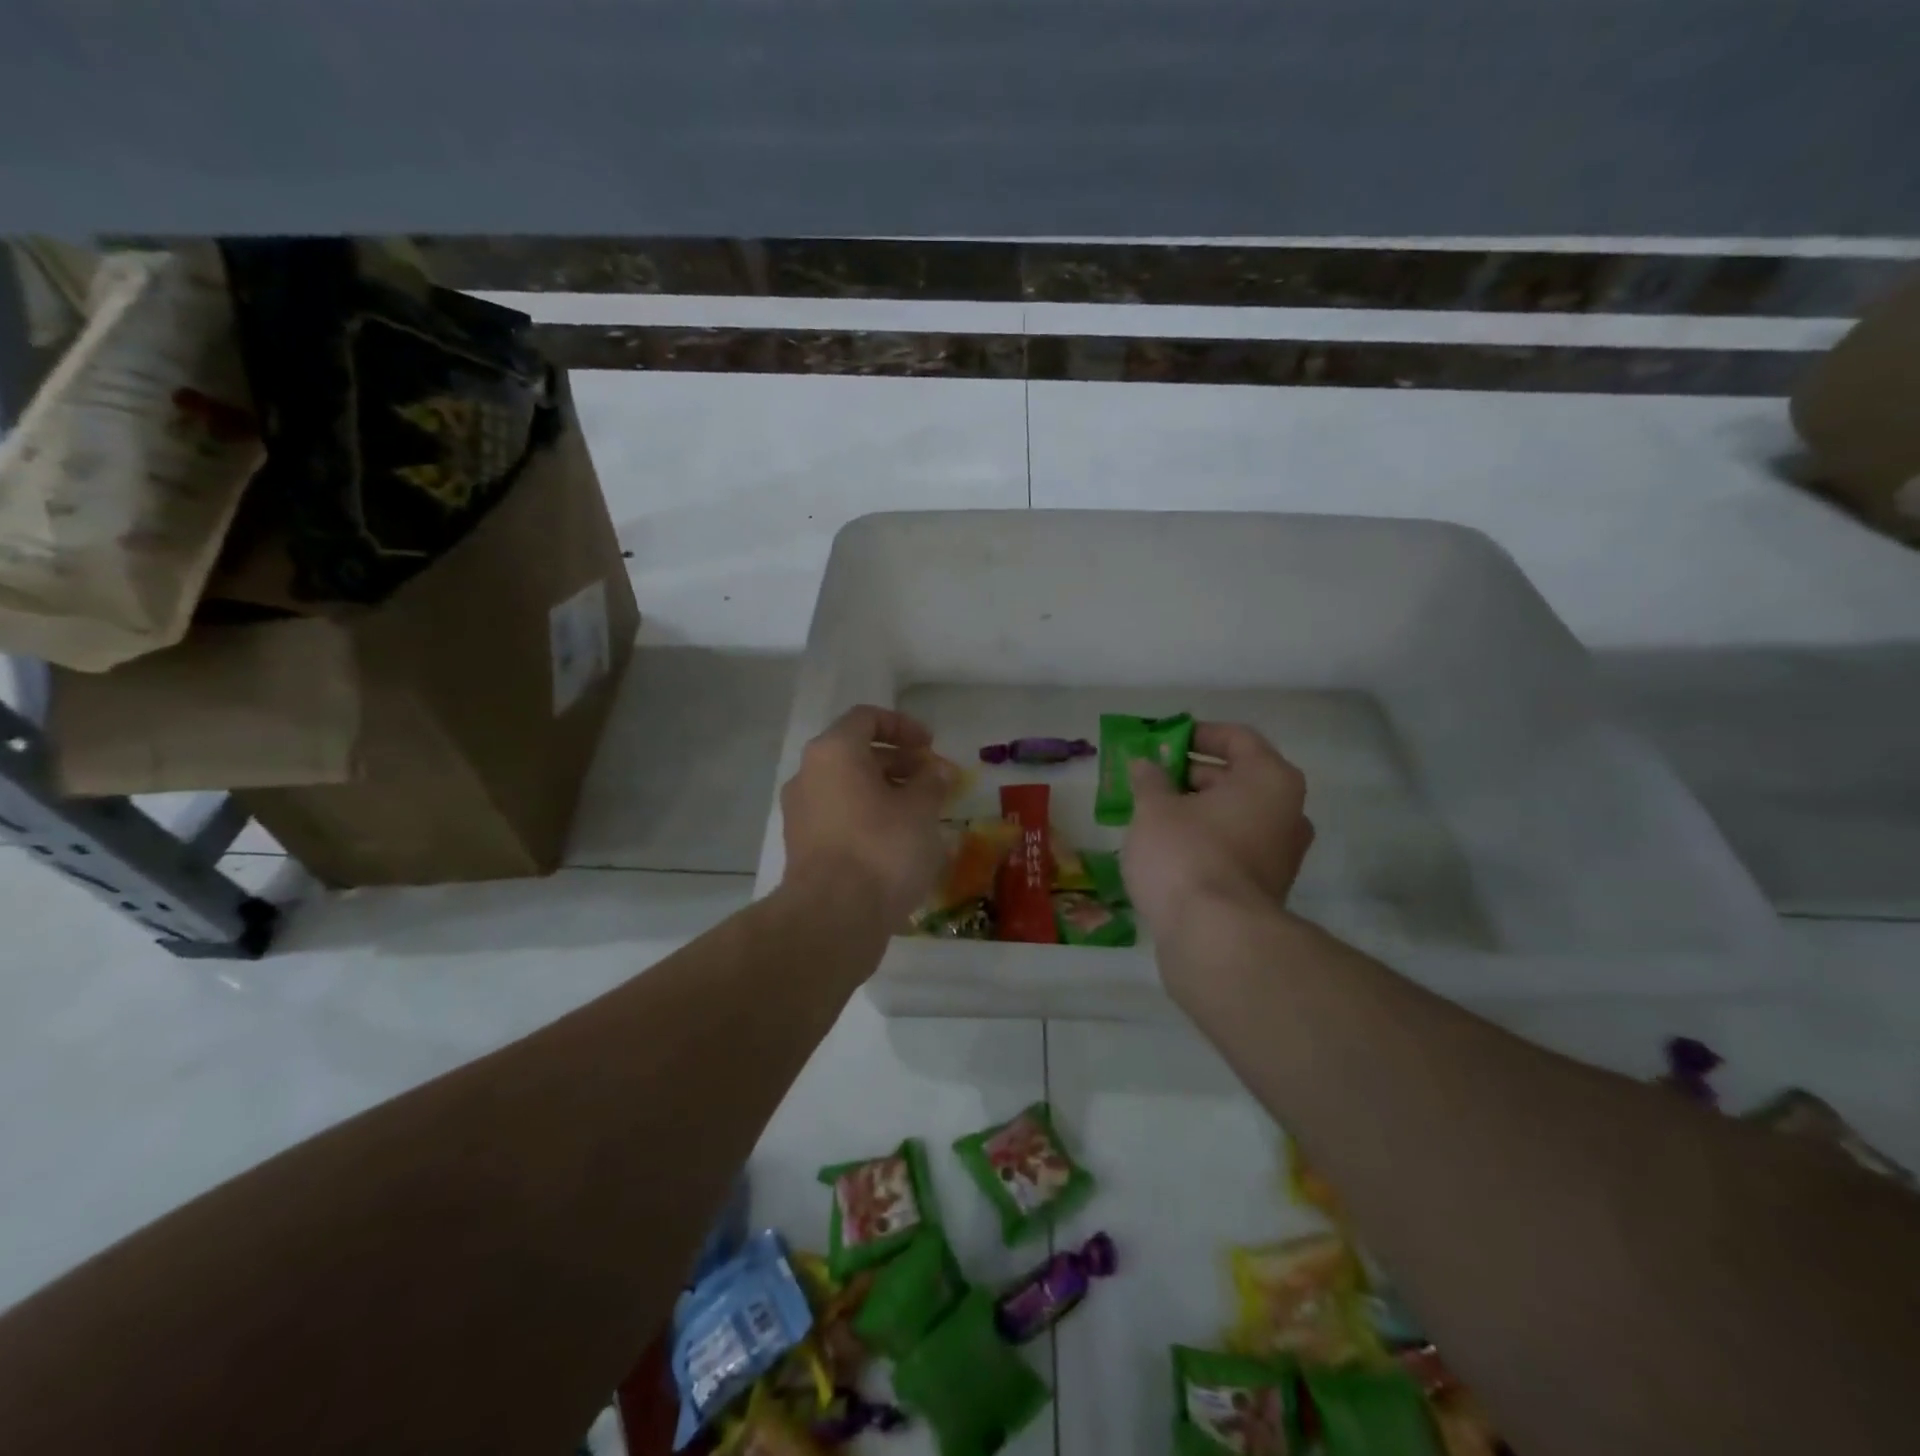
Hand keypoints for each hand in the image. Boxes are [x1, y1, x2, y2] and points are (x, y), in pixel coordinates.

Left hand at [780, 705, 954, 928]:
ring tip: (922, 813)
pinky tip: (898, 841)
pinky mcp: (803, 846)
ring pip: (849, 788)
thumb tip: (939, 770)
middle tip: (933, 781)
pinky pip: (840, 816)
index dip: (903, 726)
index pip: (867, 719)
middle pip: (857, 753)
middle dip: (899, 763)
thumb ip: (932, 782)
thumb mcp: (921, 810)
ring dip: (886, 792)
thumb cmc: (882, 848)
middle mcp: (809, 774)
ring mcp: (801, 812)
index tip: (931, 746)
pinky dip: (869, 817)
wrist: (833, 917)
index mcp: (834, 752)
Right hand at [1121, 722, 1313, 944]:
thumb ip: (1149, 780)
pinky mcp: (1267, 887)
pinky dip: (1205, 840)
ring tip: (1152, 814)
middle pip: (1237, 777)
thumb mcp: (1154, 808)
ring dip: (1196, 810)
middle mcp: (1287, 811)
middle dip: (1191, 774)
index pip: (1236, 738)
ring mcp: (1282, 853)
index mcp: (1269, 779)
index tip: (1163, 740)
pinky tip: (1168, 850)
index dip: (1197, 733)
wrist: (1215, 939)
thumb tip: (1146, 765)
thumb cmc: (1186, 855)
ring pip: (1234, 815)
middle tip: (1150, 779)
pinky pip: (1234, 847)